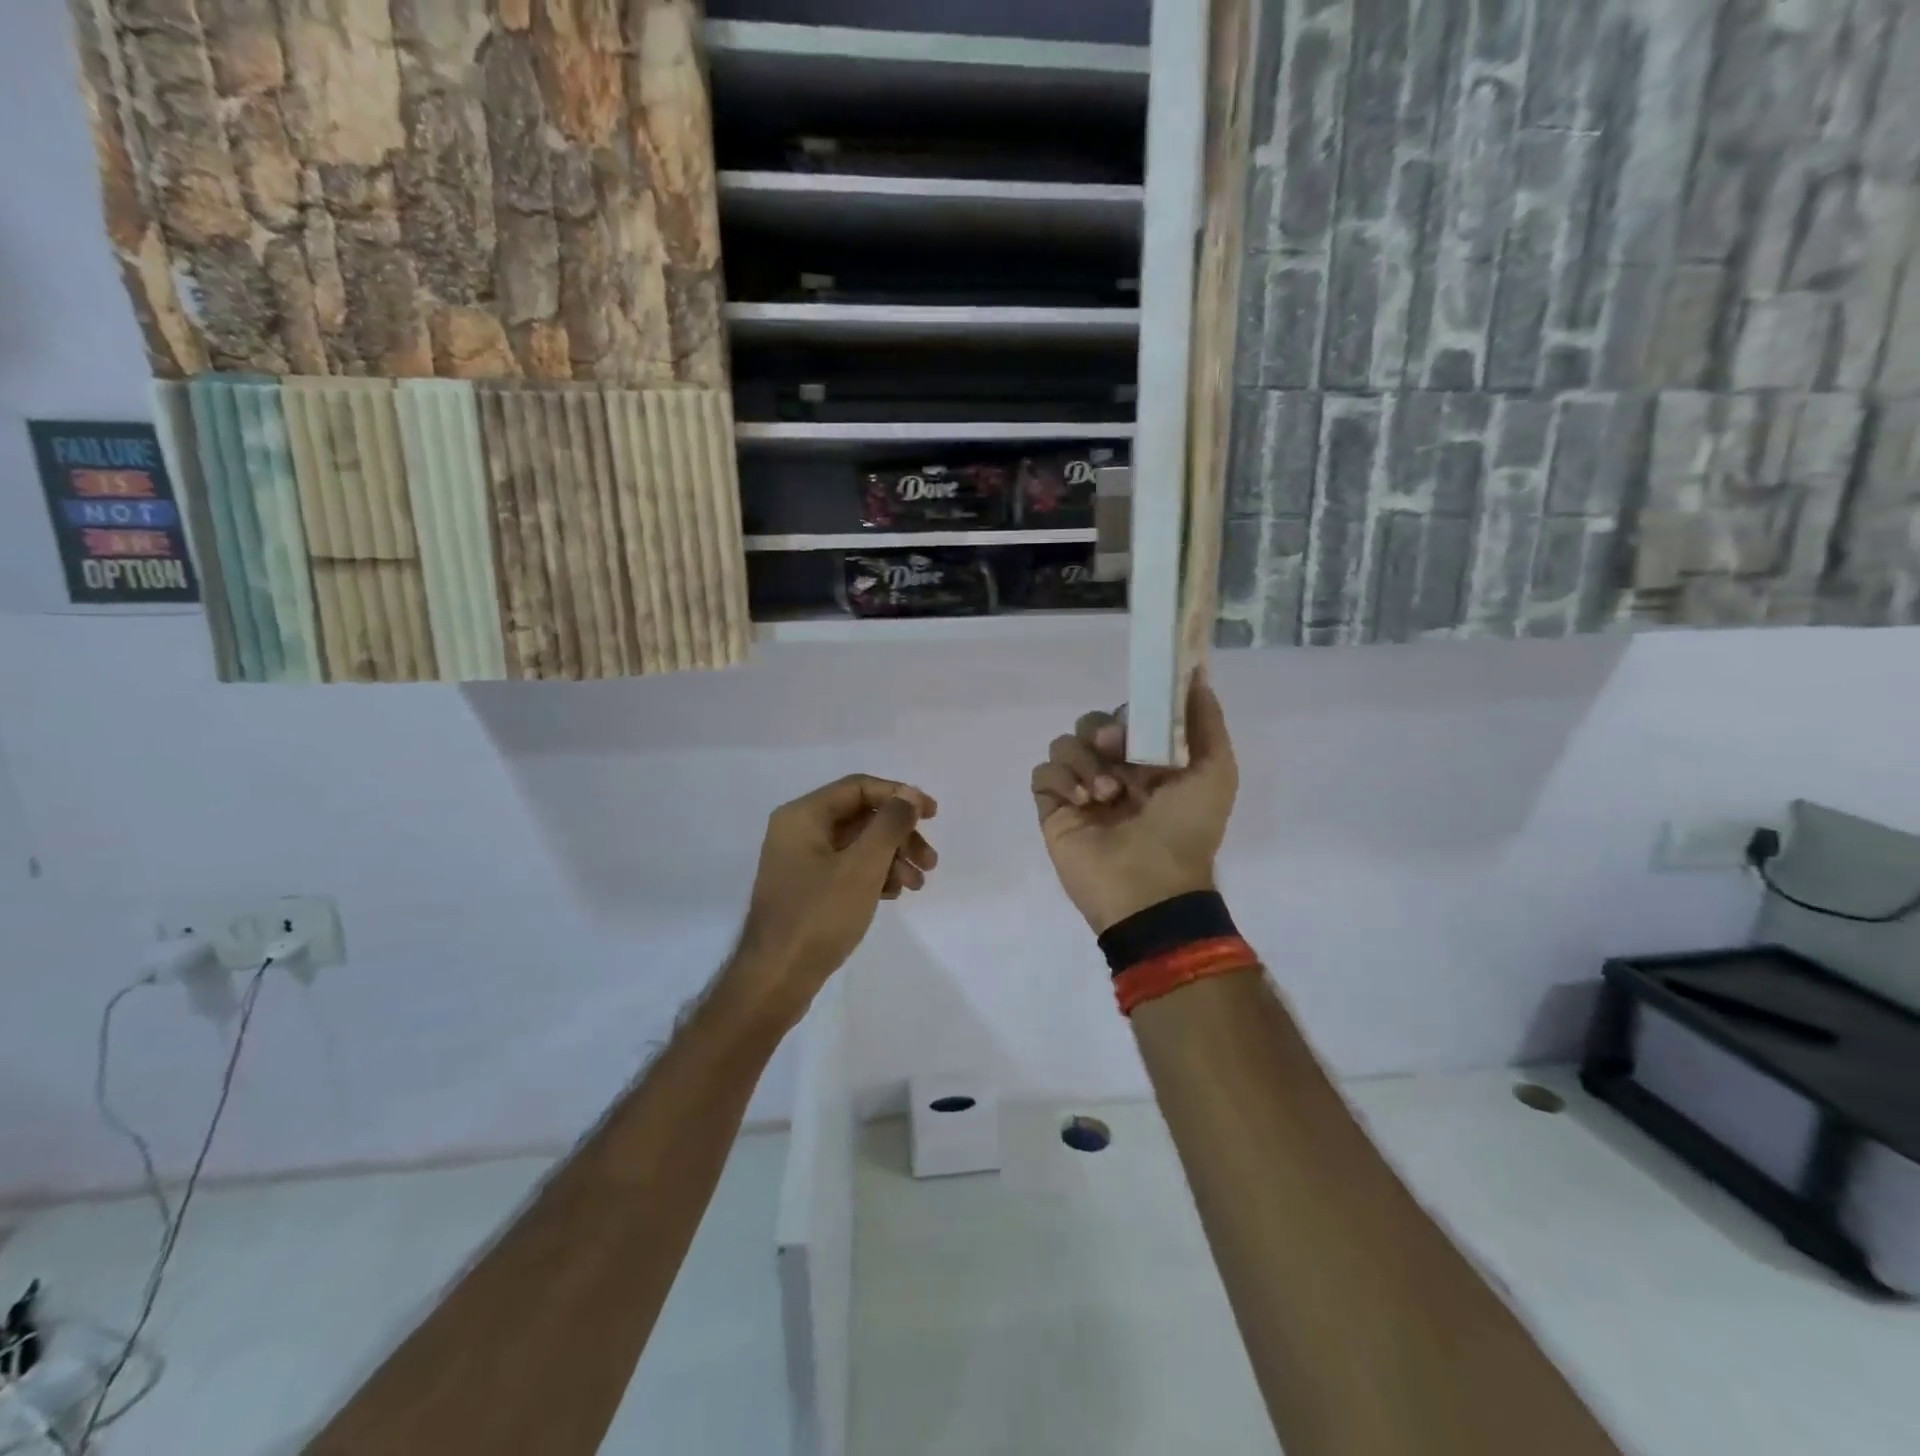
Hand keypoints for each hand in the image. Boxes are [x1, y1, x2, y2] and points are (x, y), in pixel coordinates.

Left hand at [727, 775, 937, 1026]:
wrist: (776, 980)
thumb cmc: (819, 916)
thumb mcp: (863, 866)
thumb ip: (890, 824)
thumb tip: (909, 793)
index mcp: (803, 816)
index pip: (859, 787)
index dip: (899, 796)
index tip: (932, 815)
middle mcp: (798, 831)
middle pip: (860, 817)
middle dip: (899, 835)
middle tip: (931, 861)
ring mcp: (800, 862)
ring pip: (857, 845)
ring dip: (892, 858)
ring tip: (917, 885)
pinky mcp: (807, 889)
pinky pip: (847, 868)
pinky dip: (874, 876)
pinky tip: (893, 894)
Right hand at [1031, 674, 1237, 933]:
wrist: (1151, 887)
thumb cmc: (1186, 829)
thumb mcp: (1215, 771)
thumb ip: (1206, 721)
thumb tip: (1197, 672)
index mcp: (1148, 763)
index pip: (1127, 718)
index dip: (1129, 715)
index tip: (1136, 724)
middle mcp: (1113, 772)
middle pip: (1091, 725)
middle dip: (1102, 733)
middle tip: (1115, 752)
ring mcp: (1081, 791)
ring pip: (1064, 744)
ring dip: (1084, 761)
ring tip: (1104, 794)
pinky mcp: (1053, 809)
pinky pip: (1043, 773)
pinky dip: (1061, 779)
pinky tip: (1083, 802)